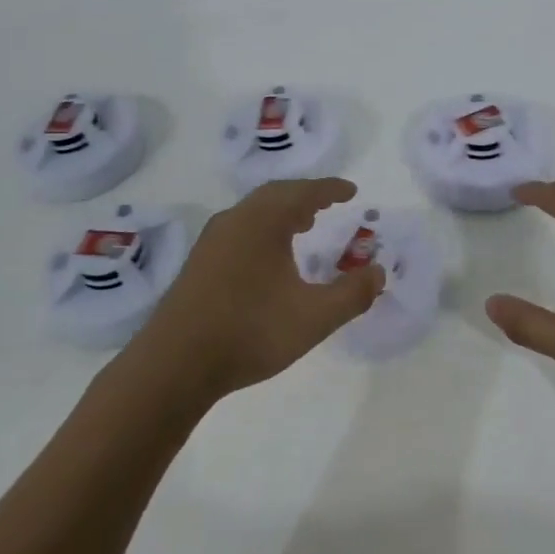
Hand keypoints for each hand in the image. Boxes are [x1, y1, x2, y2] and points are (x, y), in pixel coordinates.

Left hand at [141, 178, 385, 399]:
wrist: (175, 364)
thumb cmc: (250, 332)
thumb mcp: (314, 317)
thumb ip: (352, 294)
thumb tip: (379, 272)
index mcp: (263, 222)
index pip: (304, 192)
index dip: (331, 189)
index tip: (351, 190)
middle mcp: (235, 221)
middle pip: (275, 195)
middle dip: (304, 196)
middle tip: (328, 205)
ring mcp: (212, 242)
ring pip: (253, 212)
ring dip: (281, 212)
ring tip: (303, 227)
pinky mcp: (198, 263)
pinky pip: (239, 229)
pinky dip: (262, 229)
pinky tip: (268, 258)